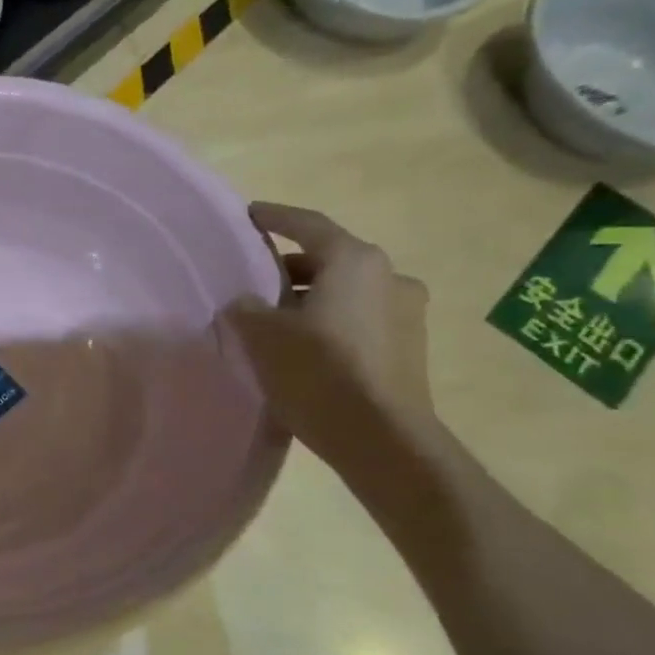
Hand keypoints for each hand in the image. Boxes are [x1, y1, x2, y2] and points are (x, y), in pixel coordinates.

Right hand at [233, 202, 437, 468]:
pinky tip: (305, 349)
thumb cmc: (319, 373)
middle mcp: (389, 276)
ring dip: (311, 300)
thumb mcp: (263, 336)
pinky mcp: (409, 348)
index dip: (274, 218)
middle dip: (289, 269)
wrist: (383, 440)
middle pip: (328, 260)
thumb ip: (245, 308)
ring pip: (345, 293)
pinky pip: (359, 321)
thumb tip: (245, 302)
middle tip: (255, 282)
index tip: (250, 215)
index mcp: (355, 261)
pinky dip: (330, 323)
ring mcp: (406, 313)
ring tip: (275, 321)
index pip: (306, 225)